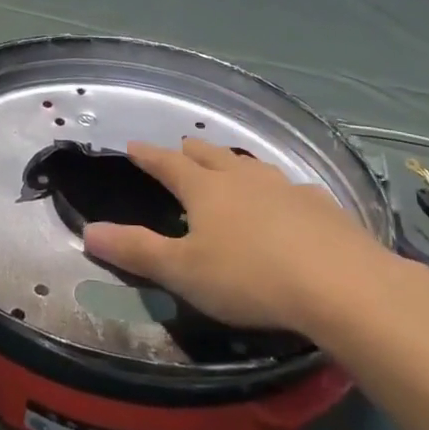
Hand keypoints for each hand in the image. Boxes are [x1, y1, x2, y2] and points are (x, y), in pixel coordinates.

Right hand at [82, 139, 407, 338]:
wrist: (340, 284)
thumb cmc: (249, 277)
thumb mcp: (183, 272)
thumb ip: (136, 251)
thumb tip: (88, 231)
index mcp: (204, 190)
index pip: (167, 164)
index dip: (148, 156)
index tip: (133, 145)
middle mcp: (241, 178)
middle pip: (210, 157)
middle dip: (191, 152)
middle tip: (181, 148)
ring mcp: (284, 188)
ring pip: (251, 167)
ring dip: (234, 165)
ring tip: (230, 167)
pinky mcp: (321, 206)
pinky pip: (291, 188)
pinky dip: (278, 190)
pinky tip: (289, 200)